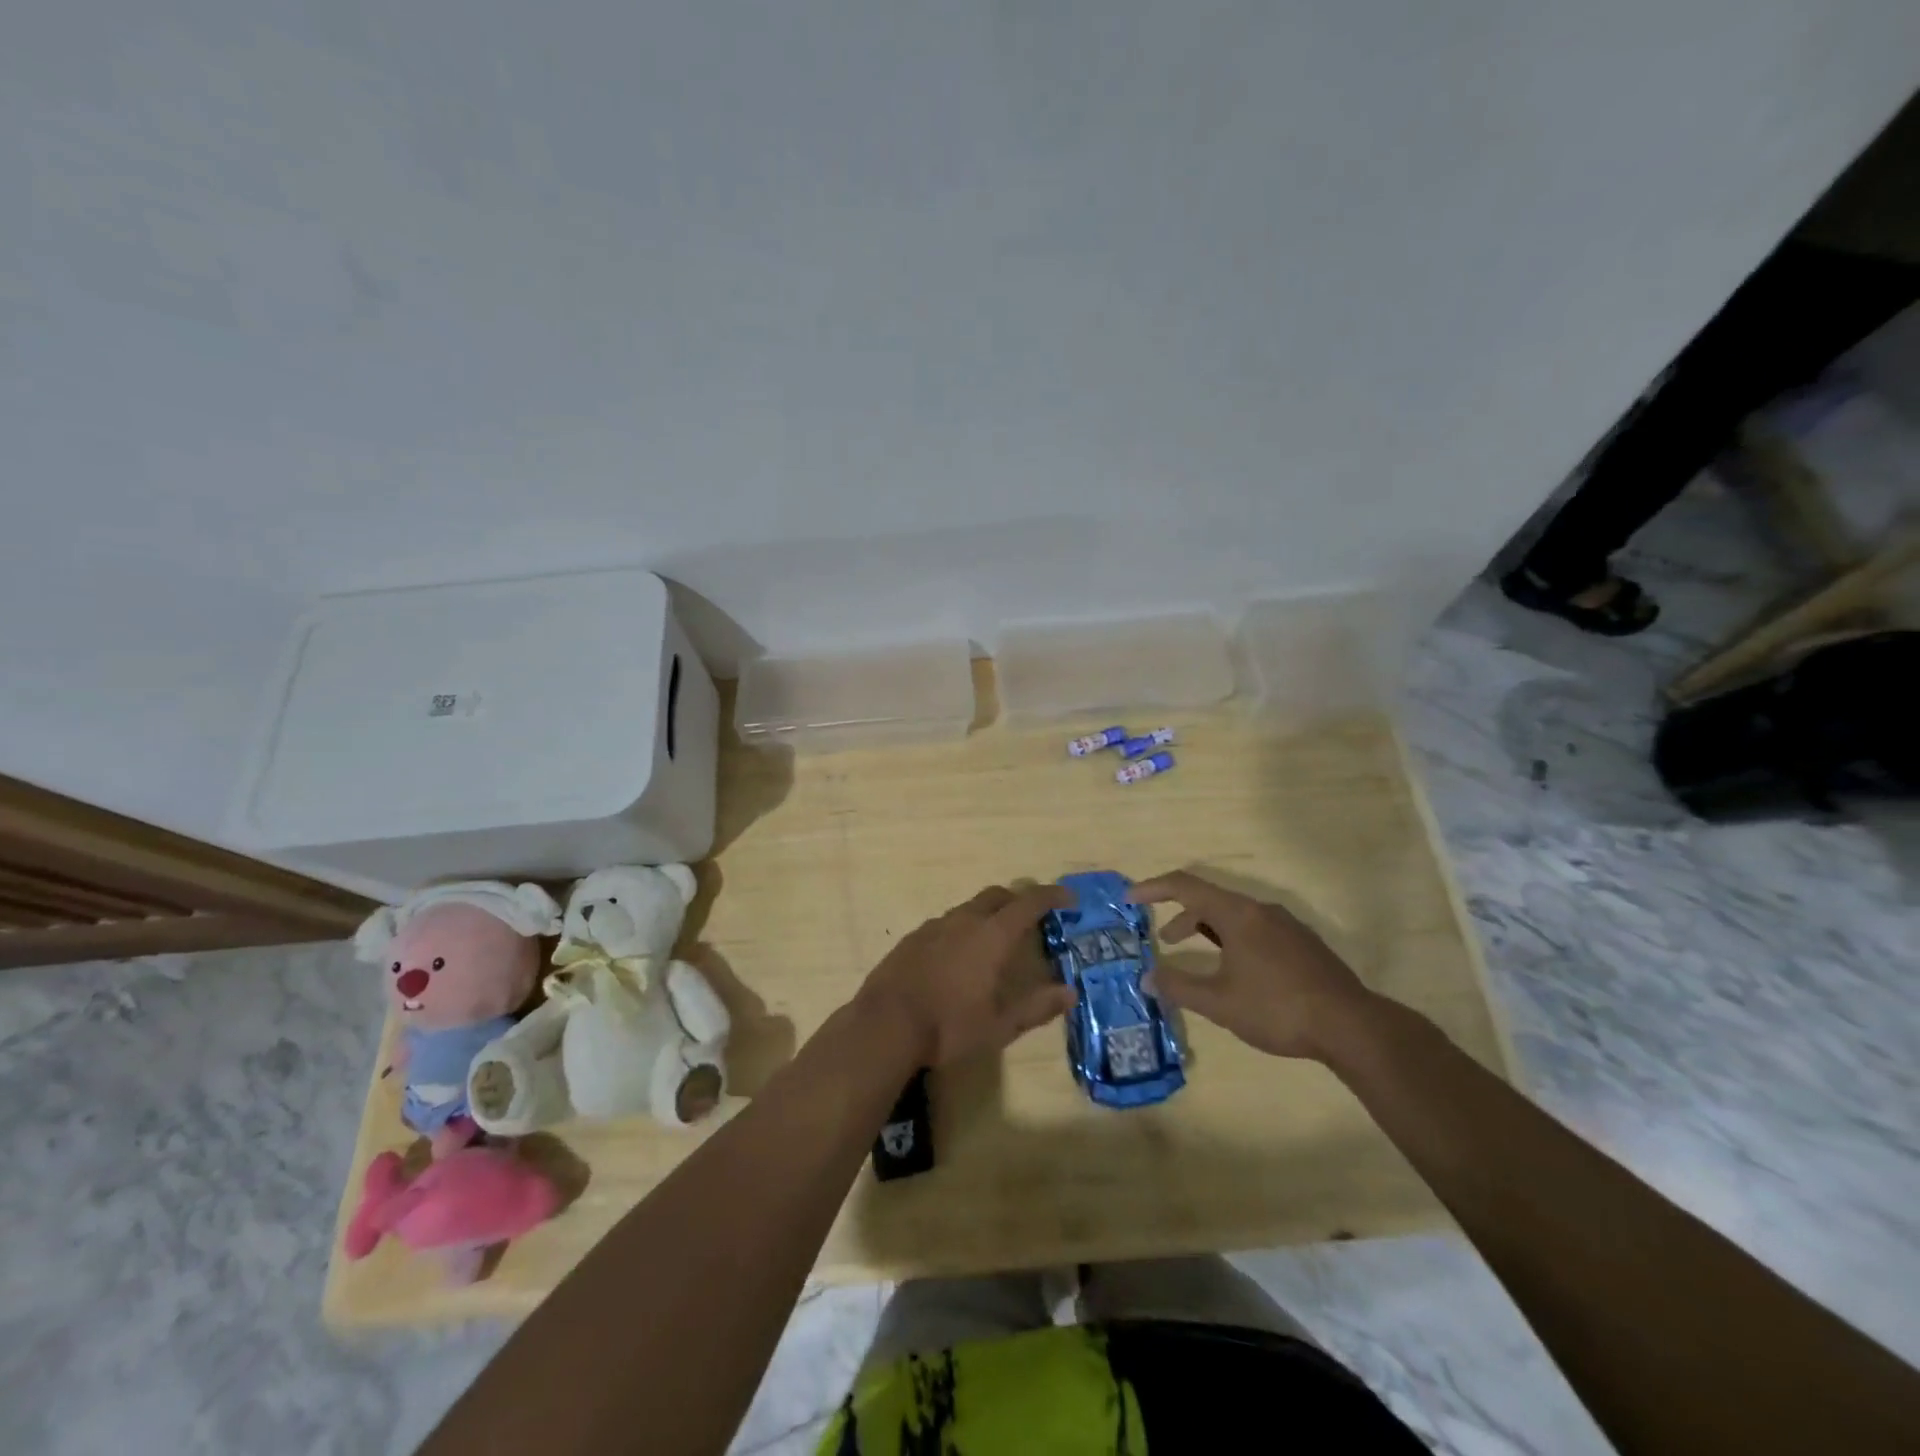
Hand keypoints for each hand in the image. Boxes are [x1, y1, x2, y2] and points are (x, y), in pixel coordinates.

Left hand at [858, 884, 1078, 1066]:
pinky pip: (946, 923)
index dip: (1051, 897)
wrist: (885, 1024)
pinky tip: (958, 956)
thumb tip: (1070, 993)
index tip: (1068, 899)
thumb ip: (1036, 1007)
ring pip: (969, 908)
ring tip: (995, 940)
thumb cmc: (949, 1026)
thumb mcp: (1000, 1025)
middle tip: (1032, 917)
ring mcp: (934, 926)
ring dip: (988, 915)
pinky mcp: (912, 938)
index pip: (1028, 903)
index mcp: (991, 936)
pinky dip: (962, 929)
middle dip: (1018, 900)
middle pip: (997, 896)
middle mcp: (964, 921)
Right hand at [1134, 870, 1376, 1061]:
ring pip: (1236, 916)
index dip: (1153, 888)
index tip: (1129, 898)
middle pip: (1211, 900)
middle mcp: (1261, 910)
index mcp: (1238, 914)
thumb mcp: (1219, 1002)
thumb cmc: (1277, 1008)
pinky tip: (1238, 972)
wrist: (1352, 1026)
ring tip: (1199, 959)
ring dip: (1208, 930)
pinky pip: (1256, 929)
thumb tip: (1146, 977)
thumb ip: (1179, 986)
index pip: (1185, 886)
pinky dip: (1233, 939)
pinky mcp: (1303, 944)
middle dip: (1182, 916)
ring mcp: (1287, 926)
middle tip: (1164, 940)